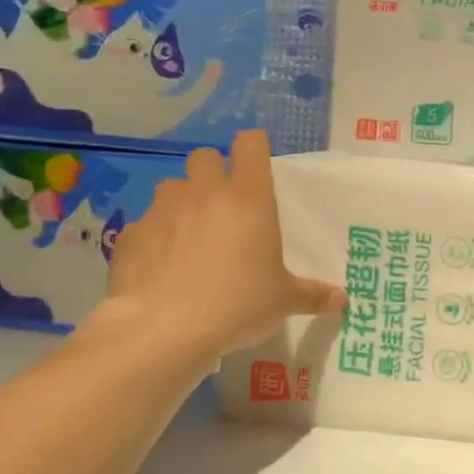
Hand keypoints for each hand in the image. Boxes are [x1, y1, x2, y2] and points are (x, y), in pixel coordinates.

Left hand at [95, 130, 342, 359]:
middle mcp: (205, 192)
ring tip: (189, 237)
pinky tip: (161, 267)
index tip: (257, 170)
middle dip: (213, 174)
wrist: (164, 329)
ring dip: (182, 203)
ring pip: (172, 187)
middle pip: (205, 157)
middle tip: (223, 208)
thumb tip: (342, 300)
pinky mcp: (131, 233)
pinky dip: (154, 237)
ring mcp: (163, 209)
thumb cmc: (238, 304)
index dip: (254, 149)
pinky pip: (145, 224)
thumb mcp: (284, 302)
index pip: (251, 144)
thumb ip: (313, 294)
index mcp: (249, 198)